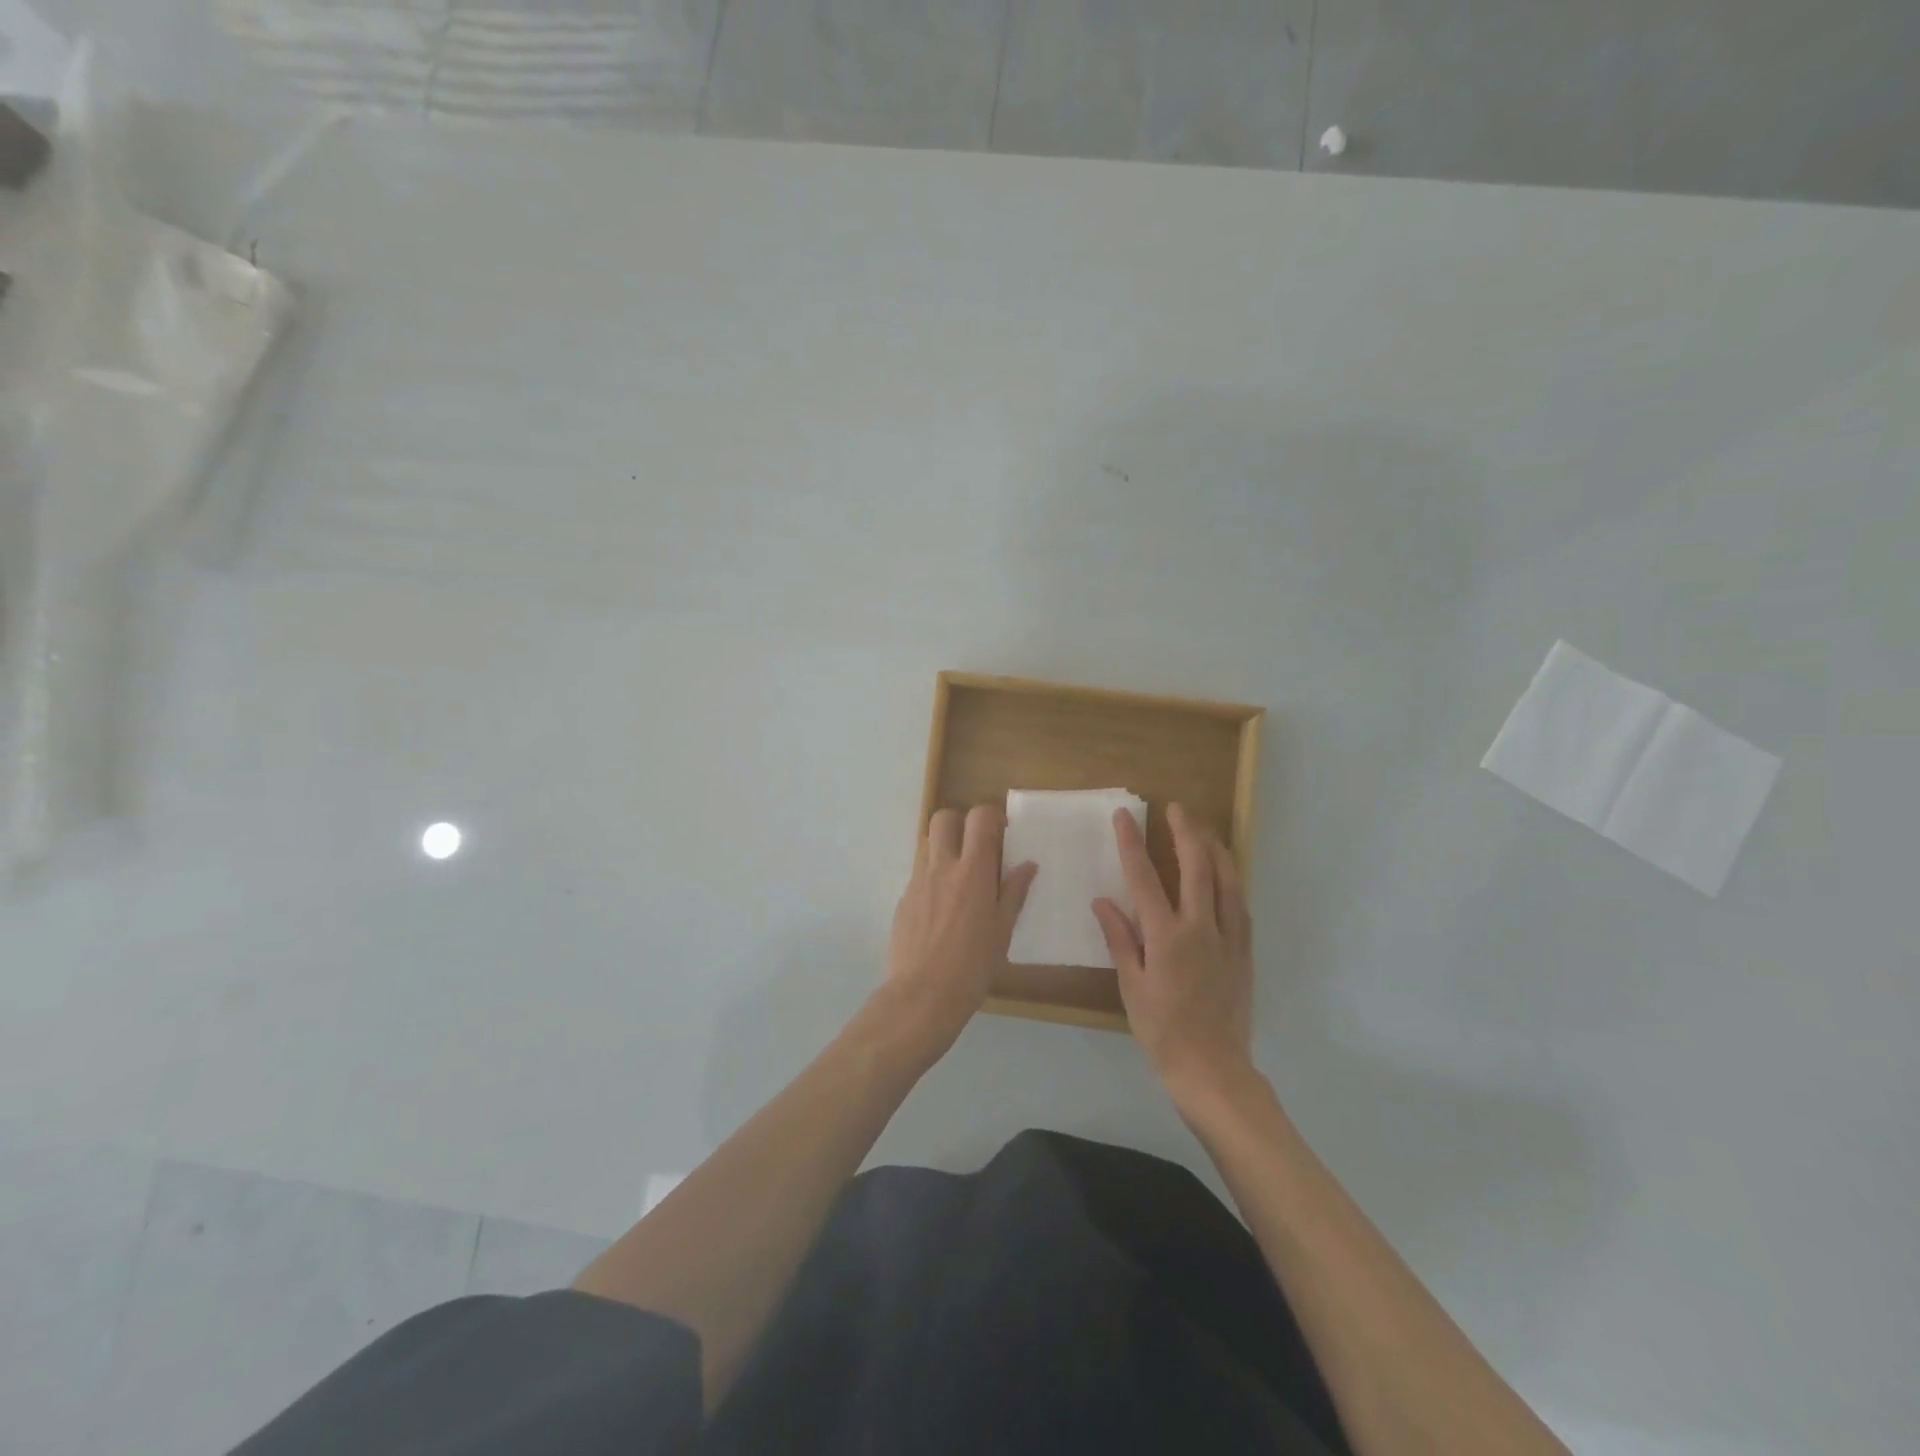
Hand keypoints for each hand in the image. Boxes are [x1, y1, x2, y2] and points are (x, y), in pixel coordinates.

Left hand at [883, 805, 1037, 1058]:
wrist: (922, 994)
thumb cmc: (972, 966)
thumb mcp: (1002, 931)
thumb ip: (1013, 893)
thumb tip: (1027, 865)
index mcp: (973, 872)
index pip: (979, 818)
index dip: (991, 815)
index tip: (1001, 831)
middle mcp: (942, 868)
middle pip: (943, 818)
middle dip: (960, 822)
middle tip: (974, 845)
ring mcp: (918, 882)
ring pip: (927, 844)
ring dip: (944, 848)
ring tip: (958, 877)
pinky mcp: (903, 900)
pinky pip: (918, 874)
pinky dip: (932, 878)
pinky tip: (942, 909)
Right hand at [1093, 802, 1253, 1099]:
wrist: (1213, 1068)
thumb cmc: (1161, 1030)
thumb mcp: (1130, 986)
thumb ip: (1119, 939)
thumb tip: (1103, 901)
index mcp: (1165, 937)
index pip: (1144, 878)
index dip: (1132, 843)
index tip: (1125, 816)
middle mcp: (1200, 928)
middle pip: (1196, 868)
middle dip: (1185, 833)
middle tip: (1176, 808)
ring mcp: (1228, 938)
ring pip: (1227, 881)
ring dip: (1215, 850)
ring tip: (1205, 829)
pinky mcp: (1244, 953)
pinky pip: (1240, 907)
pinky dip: (1232, 882)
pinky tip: (1227, 876)